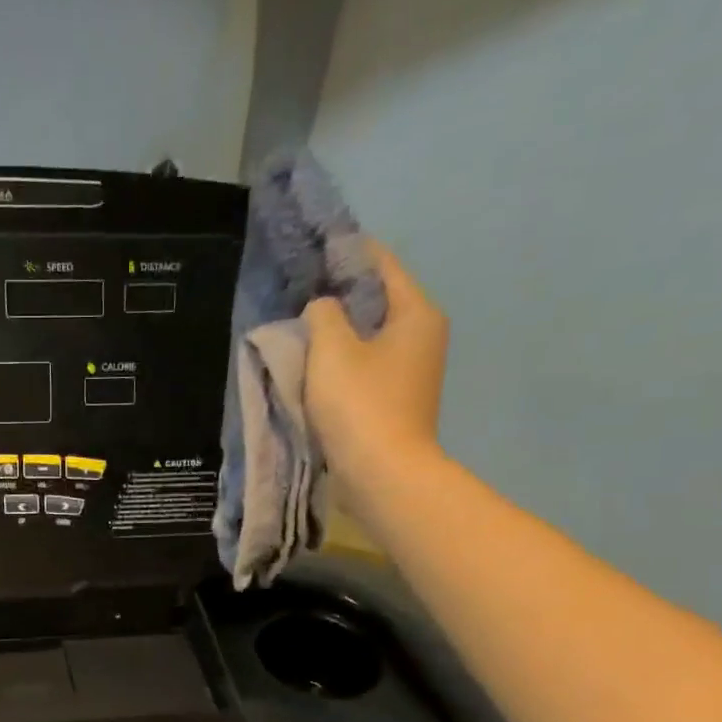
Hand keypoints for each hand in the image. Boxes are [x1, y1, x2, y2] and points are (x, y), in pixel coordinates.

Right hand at [302, 242, 448, 494]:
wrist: (382, 475)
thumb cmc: (360, 405)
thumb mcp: (331, 350)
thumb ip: (323, 314)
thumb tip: (322, 307)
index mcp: (416, 313)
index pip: (381, 265)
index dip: (347, 252)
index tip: (313, 247)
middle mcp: (422, 335)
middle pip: (376, 300)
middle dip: (339, 294)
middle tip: (298, 291)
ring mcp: (411, 371)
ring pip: (368, 335)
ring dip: (337, 331)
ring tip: (299, 327)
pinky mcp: (395, 399)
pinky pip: (365, 365)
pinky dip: (341, 360)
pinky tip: (313, 365)